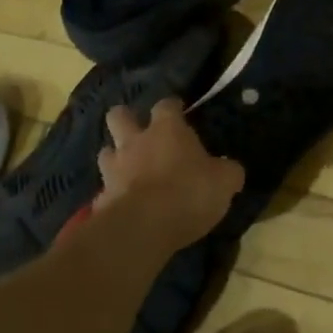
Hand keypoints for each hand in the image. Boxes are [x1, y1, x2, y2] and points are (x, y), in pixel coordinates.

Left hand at [95, 100, 243, 251]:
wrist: (143, 228)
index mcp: (167, 129)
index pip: (166, 105)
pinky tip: (124, 205)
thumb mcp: (224, 182)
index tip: (180, 112)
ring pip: (106, 151)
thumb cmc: (189, 192)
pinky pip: (105, 191)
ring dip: (116, 158)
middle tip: (140, 133)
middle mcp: (136, 141)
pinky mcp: (100, 199)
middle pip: (119, 116)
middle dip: (126, 120)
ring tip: (129, 170)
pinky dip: (113, 195)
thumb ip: (227, 171)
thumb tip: (231, 169)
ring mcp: (113, 169)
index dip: (173, 107)